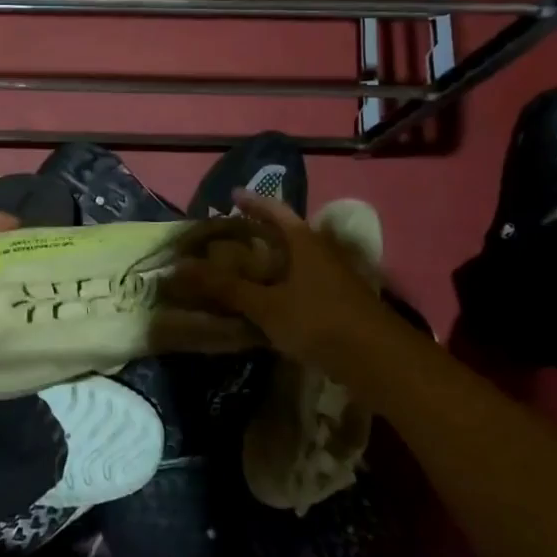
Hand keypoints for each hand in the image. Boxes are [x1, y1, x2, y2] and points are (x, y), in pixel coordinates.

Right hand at [171, 191, 396, 378]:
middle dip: (261, 233)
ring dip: (273, 262)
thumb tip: (177, 268)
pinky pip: (304, 283)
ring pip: (297, 261)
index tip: (232, 196)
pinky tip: (270, 301)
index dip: (253, 202)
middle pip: (287, 234)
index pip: (275, 210)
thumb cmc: (319, 321)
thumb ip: (224, 287)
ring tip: (245, 269)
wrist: (379, 361)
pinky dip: (283, 285)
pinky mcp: (340, 303)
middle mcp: (321, 252)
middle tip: (232, 236)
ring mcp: (334, 278)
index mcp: (304, 242)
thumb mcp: (266, 305)